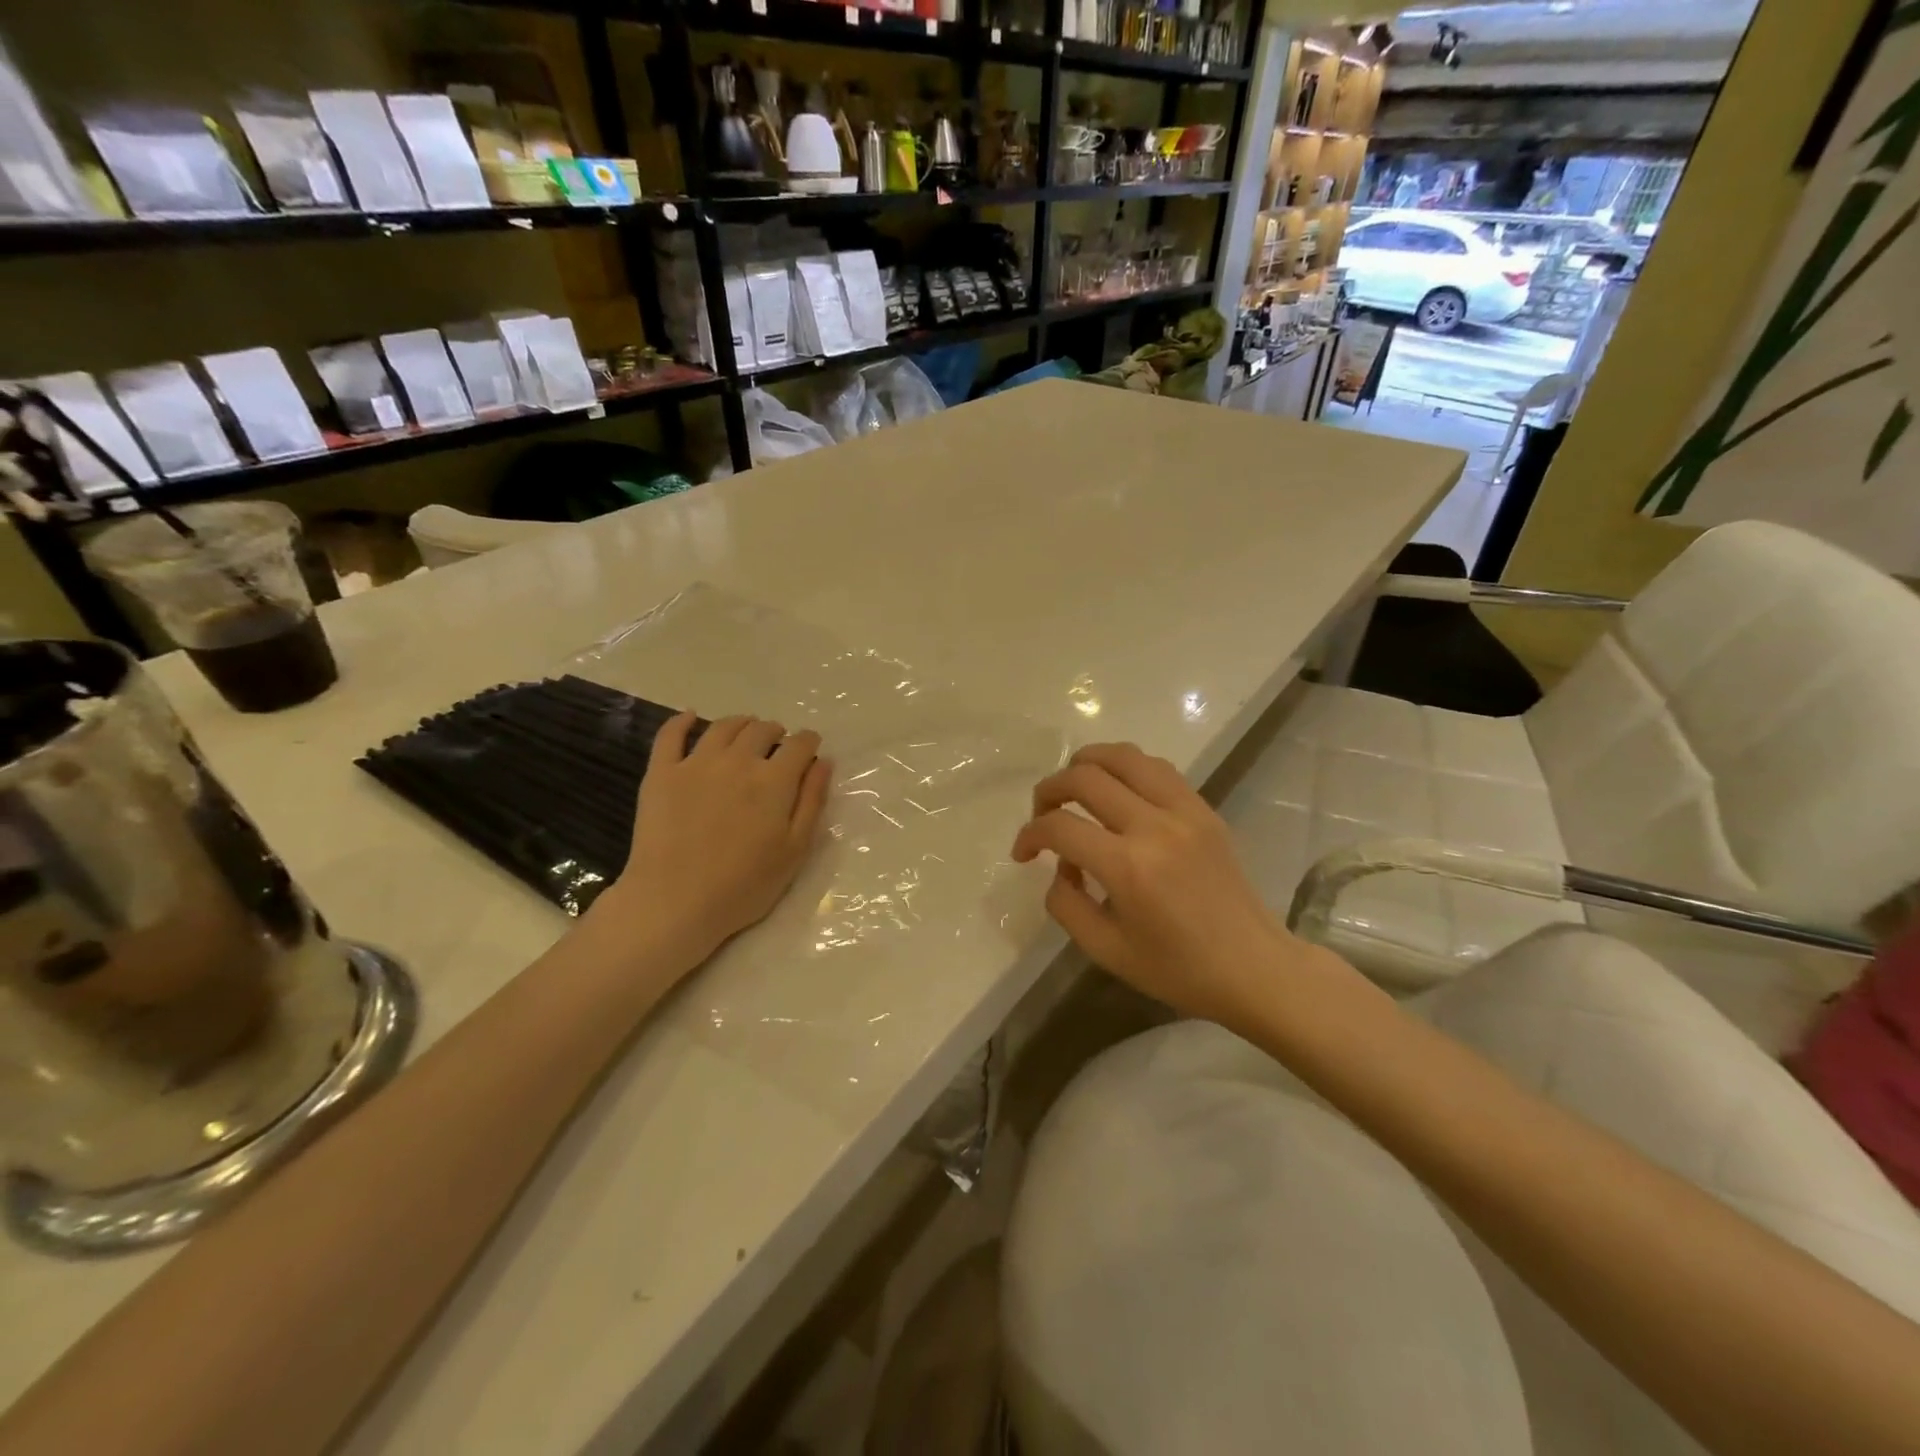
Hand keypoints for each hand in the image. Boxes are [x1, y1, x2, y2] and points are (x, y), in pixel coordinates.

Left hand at [601, 714, 831, 967]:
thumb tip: (824, 762)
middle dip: (776, 733)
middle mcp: (738, 760)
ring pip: (723, 727)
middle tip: (777, 746)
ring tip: (746, 732)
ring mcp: (696, 763)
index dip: (809, 742)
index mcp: (774, 780)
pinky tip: (690, 717)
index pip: (800, 744)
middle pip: (762, 730)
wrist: (675, 902)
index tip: (810, 749)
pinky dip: (682, 721)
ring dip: (741, 723)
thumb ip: (812, 801)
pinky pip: (670, 735)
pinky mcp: (661, 773)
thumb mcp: (795, 849)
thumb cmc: (744, 884)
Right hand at [1011, 742, 1322, 1022]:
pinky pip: (1156, 768)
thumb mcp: (1106, 950)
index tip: (1023, 853)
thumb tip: (1059, 867)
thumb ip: (1066, 904)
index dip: (1029, 834)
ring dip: (1086, 763)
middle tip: (1042, 814)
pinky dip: (1125, 768)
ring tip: (1073, 788)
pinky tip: (1117, 791)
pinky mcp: (1203, 808)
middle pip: (1085, 777)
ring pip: (1123, 756)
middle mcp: (1154, 826)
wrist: (1253, 967)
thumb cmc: (1178, 969)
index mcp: (1128, 867)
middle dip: (1049, 790)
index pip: (1059, 826)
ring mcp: (1184, 811)